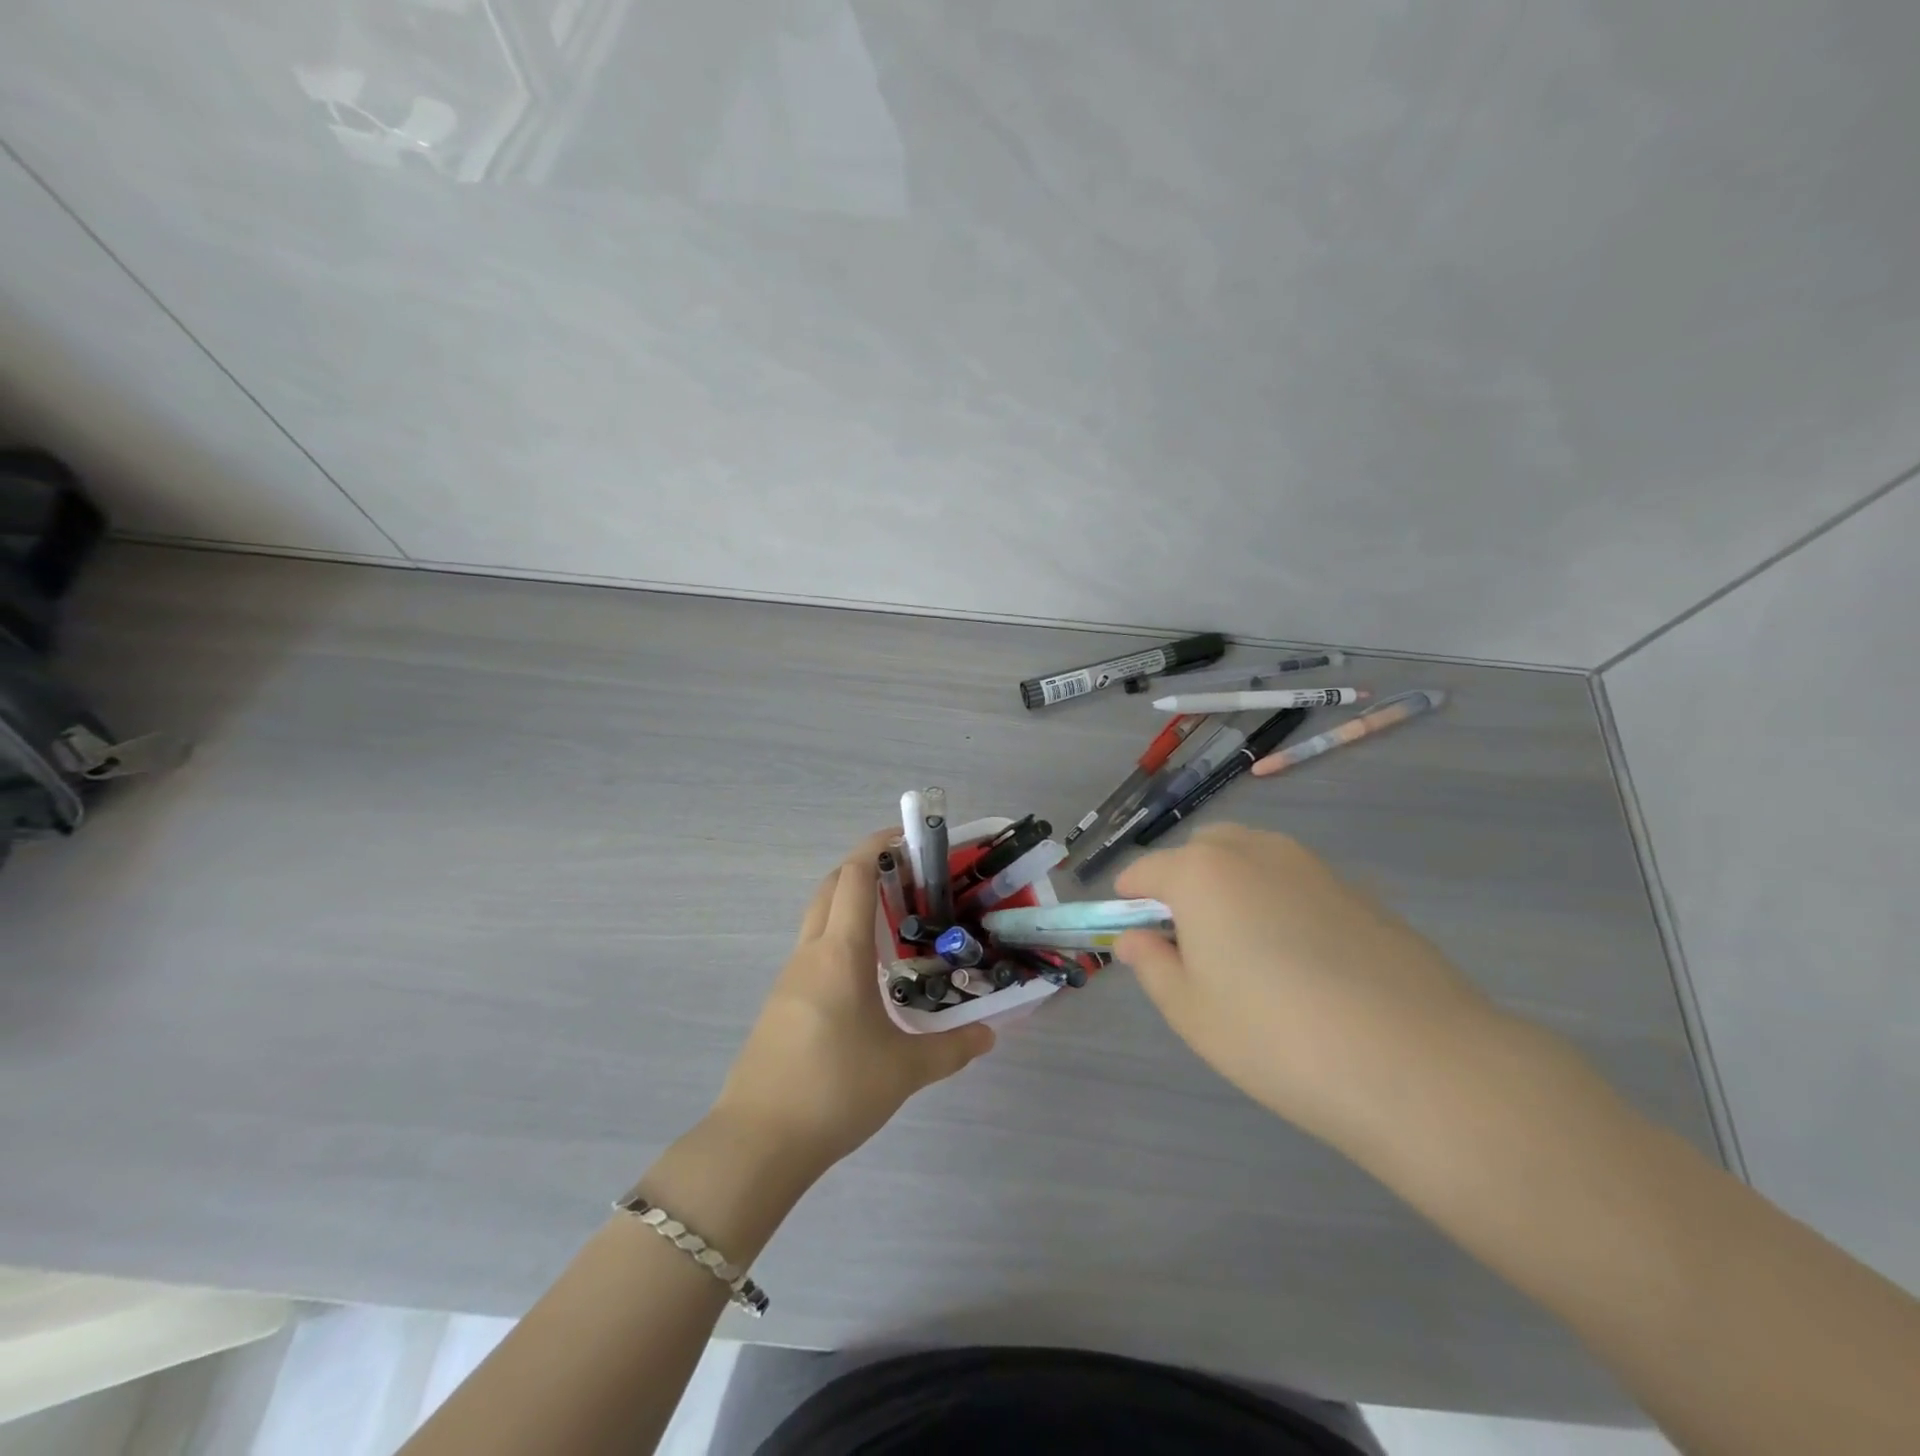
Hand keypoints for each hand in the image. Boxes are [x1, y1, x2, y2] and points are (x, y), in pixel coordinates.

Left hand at [712, 830, 994, 1174]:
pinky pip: (812, 951)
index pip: (855, 876)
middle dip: (864, 868)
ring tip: (893, 922)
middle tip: (908, 877)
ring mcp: (789, 978)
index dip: (878, 846)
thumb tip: (990, 1035)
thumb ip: (952, 1049)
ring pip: (818, 918)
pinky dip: (839, 938)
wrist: (758, 1141)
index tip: (908, 838)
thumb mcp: (904, 1071)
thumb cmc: (835, 1090)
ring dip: (849, 904)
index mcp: (840, 953)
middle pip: (831, 887)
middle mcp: (810, 953)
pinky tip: (865, 974)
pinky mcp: (780, 1003)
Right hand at [1115, 824, 1499, 1153]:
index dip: (1130, 905)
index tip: (1141, 945)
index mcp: (1201, 872)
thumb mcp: (1191, 1011)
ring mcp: (1311, 866)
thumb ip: (1152, 965)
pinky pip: (1296, 883)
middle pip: (1199, 852)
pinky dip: (1280, 904)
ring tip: (1252, 958)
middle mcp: (1254, 851)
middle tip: (1195, 950)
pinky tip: (1306, 966)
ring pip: (1251, 860)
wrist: (1418, 1063)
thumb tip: (1136, 939)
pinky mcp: (1357, 891)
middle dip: (1183, 886)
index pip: (1143, 871)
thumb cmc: (1277, 1037)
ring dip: (1233, 890)